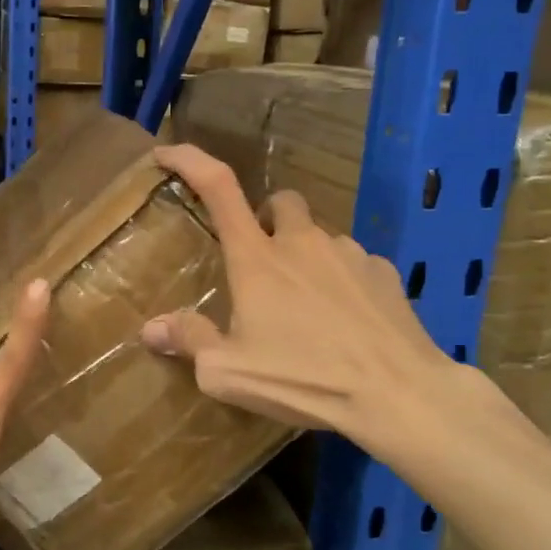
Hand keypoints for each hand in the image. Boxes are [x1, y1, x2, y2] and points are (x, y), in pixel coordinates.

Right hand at [140, 144, 473, 467]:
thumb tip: (151, 328)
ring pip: (318, 236)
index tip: (166, 153)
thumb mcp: (228, 371)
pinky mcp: (385, 274)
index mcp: (256, 257)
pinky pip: (354, 263)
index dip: (189, 160)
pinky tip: (344, 320)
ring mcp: (349, 254)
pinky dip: (340, 280)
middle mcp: (302, 242)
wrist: (399, 396)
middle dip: (266, 219)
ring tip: (303, 305)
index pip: (218, 187)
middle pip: (280, 202)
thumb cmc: (303, 379)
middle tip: (258, 260)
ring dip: (304, 255)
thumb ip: (190, 340)